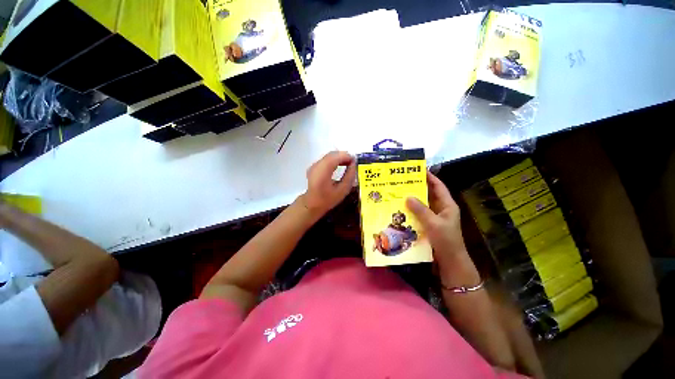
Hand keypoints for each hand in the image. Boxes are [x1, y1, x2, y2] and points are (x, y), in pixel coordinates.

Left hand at [299, 151, 355, 219]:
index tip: (355, 161)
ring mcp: (314, 165)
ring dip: (339, 157)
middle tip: (353, 163)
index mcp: (323, 171)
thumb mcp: (342, 190)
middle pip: (332, 154)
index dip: (347, 156)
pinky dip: (334, 160)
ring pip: (329, 155)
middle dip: (344, 156)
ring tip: (348, 164)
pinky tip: (339, 166)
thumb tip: (354, 164)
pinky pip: (326, 159)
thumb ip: (349, 176)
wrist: (312, 204)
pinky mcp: (314, 167)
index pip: (336, 157)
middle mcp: (317, 165)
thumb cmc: (328, 199)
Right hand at [406, 172, 466, 264]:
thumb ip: (421, 210)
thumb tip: (408, 197)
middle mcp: (441, 209)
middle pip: (429, 194)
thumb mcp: (434, 223)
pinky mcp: (429, 225)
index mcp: (447, 205)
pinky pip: (419, 214)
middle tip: (404, 181)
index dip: (430, 177)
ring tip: (399, 193)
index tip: (418, 170)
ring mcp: (435, 218)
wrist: (450, 262)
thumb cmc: (446, 241)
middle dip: (418, 187)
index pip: (439, 186)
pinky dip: (411, 211)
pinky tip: (401, 209)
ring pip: (423, 204)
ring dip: (413, 199)